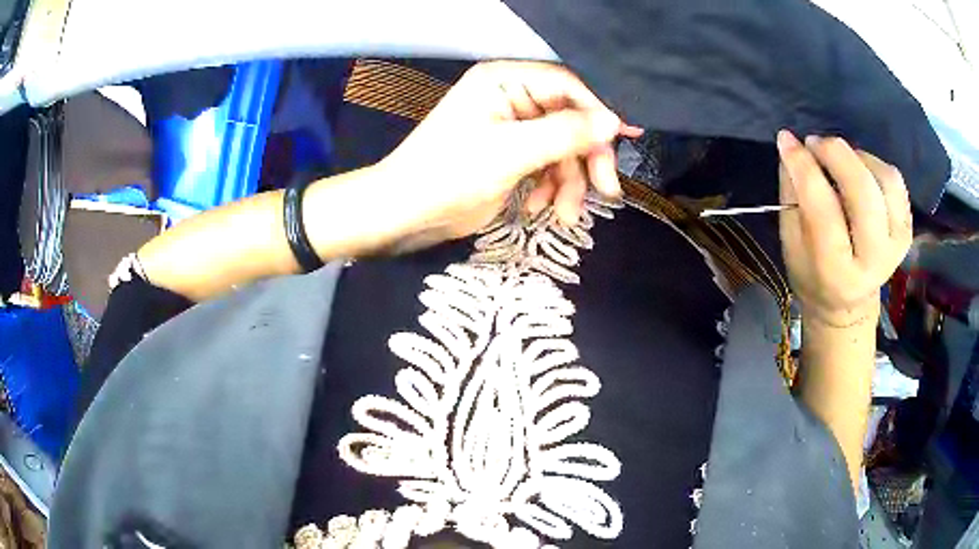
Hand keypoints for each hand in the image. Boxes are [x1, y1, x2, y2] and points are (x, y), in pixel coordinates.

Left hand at [377, 61, 640, 246]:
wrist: (404, 213)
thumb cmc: (449, 175)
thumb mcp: (511, 152)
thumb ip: (565, 133)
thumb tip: (614, 121)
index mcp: (504, 81)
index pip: (567, 86)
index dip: (599, 111)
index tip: (627, 139)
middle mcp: (510, 97)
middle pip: (569, 119)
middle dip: (585, 157)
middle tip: (606, 192)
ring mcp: (511, 127)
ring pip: (561, 148)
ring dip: (569, 182)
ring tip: (565, 216)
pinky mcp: (510, 154)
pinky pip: (546, 165)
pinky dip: (549, 188)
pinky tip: (538, 209)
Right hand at [777, 131, 912, 327]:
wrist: (847, 303)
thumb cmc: (813, 273)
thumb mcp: (791, 244)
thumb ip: (792, 195)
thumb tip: (792, 147)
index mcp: (837, 272)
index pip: (823, 209)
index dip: (803, 167)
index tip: (787, 140)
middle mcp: (873, 261)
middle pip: (863, 191)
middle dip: (836, 154)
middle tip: (815, 143)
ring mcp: (896, 245)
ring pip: (884, 179)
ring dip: (857, 157)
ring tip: (838, 160)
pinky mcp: (906, 231)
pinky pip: (895, 181)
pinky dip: (875, 164)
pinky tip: (859, 170)